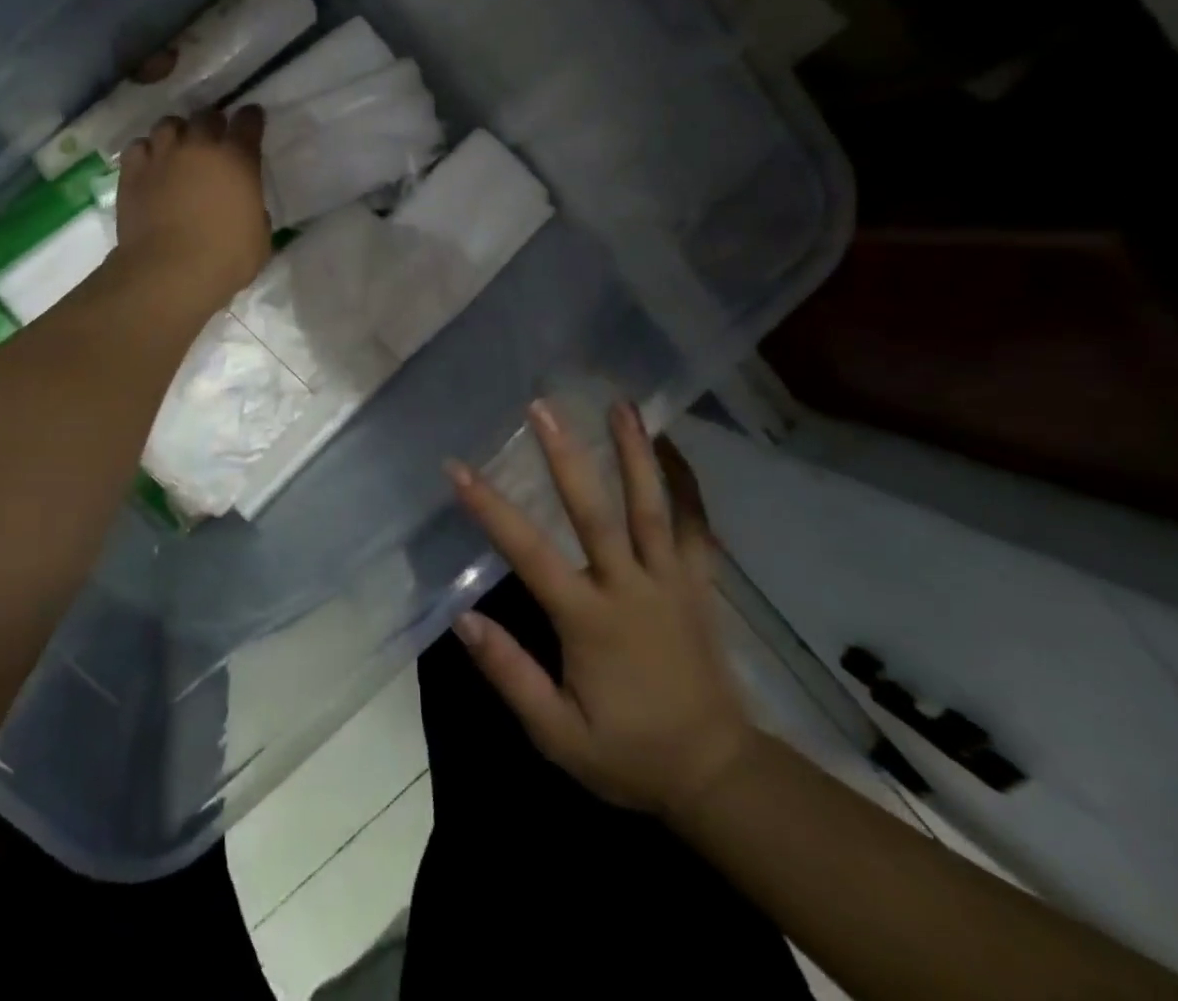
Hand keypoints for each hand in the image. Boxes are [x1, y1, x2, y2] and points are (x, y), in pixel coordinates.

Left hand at [116, 107, 270, 308]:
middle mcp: (199, 146)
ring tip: (179, 149)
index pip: (248, 121)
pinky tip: (151, 165)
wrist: (169, 272)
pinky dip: (147, 151)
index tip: (251, 121)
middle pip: (207, 116)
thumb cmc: (225, 260)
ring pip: (169, 124)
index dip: (251, 119)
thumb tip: (245, 205)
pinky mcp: (133, 172)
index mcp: (238, 159)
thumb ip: (254, 211)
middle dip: (213, 124)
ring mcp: (162, 155)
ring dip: (178, 133)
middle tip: (214, 140)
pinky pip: (139, 147)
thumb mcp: (259, 237)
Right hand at [447, 400, 750, 816]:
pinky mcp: (700, 585)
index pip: (529, 552)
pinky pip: (698, 527)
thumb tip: (463, 620)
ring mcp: (672, 581)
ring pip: (653, 506)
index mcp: (589, 619)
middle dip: (566, 455)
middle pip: (596, 510)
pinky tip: (675, 448)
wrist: (719, 775)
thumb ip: (511, 675)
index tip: (458, 467)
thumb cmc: (630, 753)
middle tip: (544, 407)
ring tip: (621, 404)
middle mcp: (630, 586)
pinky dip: (688, 485)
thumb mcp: (558, 734)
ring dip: (635, 452)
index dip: (490, 508)